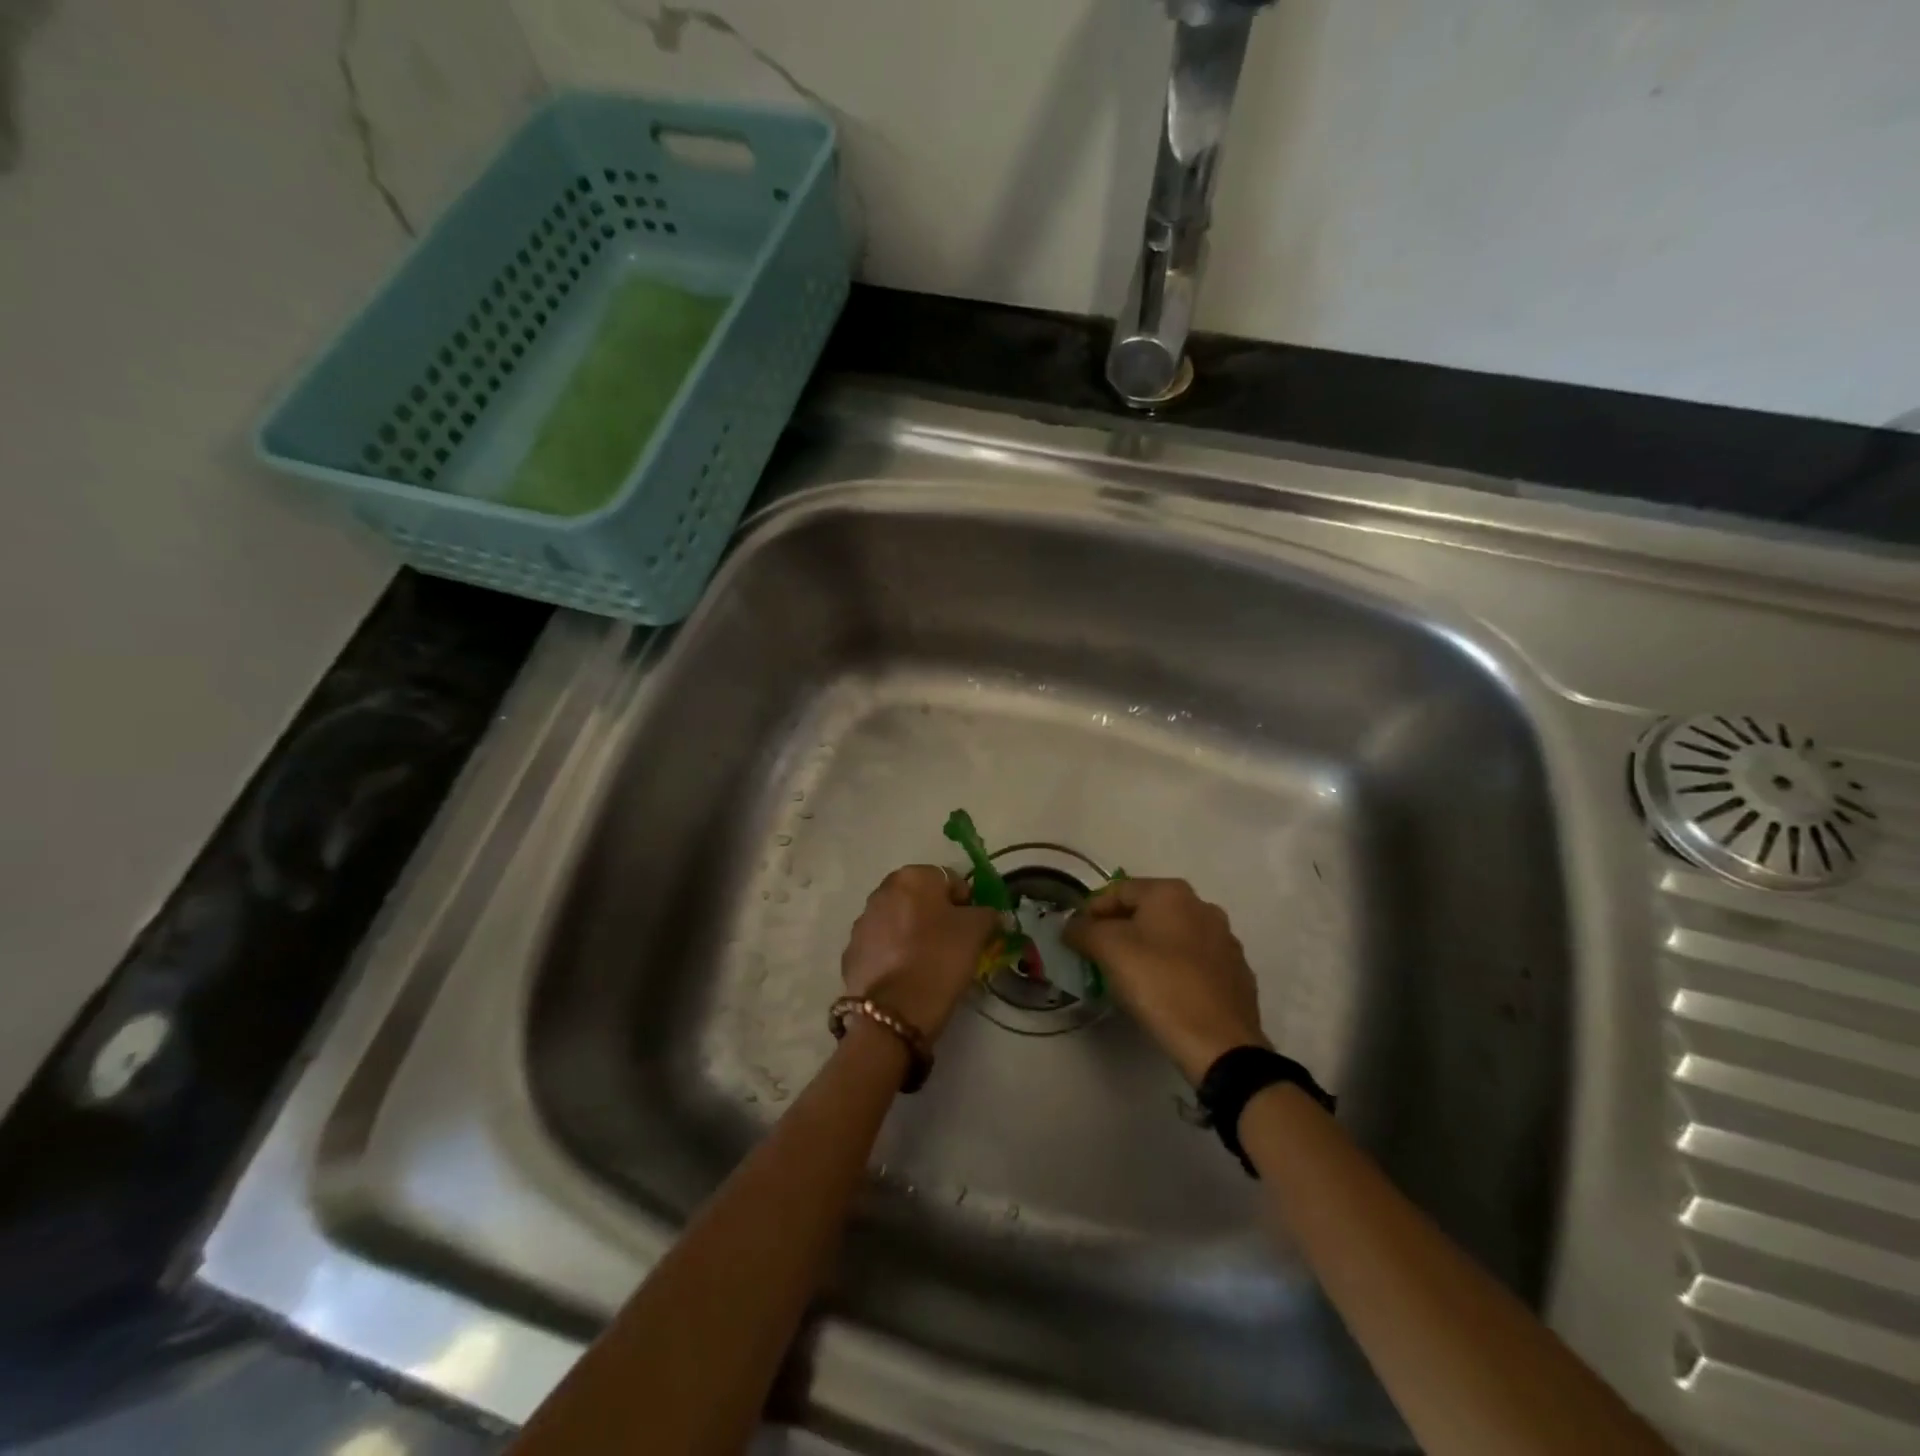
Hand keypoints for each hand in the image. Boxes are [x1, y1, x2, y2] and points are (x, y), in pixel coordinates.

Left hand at [841, 866, 1000, 1041]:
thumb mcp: (976, 932)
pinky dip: (894, 955)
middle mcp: (882, 891)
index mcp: (913, 877)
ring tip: (928, 964)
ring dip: (913, 934)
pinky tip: (906, 977)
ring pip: (899, 921)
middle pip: (921, 899)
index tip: (972, 930)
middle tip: (952, 946)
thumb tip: (990, 914)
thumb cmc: (939, 958)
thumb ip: (988, 914)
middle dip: (937, 917)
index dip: (966, 904)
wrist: (893, 1011)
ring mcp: (863, 921)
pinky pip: (882, 946)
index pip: (950, 881)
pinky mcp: (851, 952)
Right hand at [1064, 878, 1267, 1083]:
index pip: (1118, 891)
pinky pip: (1194, 962)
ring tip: (1129, 976)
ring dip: (1148, 948)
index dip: (1091, 910)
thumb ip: (1083, 930)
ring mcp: (1224, 940)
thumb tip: (1072, 926)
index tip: (1076, 937)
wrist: (1220, 1044)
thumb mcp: (1109, 950)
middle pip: (1147, 911)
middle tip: (1098, 956)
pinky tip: (1163, 992)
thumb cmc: (1160, 984)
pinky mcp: (1236, 973)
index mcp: (1172, 893)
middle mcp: (1202, 907)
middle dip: (1119, 929)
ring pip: (1172, 936)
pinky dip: (1174, 969)